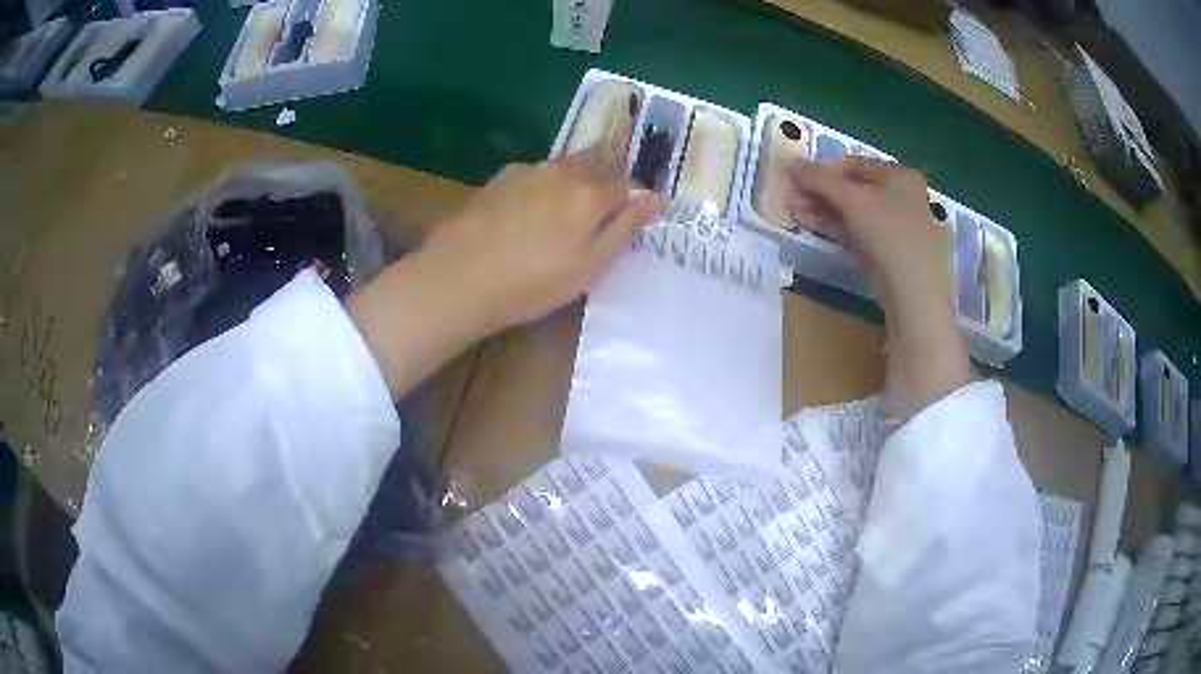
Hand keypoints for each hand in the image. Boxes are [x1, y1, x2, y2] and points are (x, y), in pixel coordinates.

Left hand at [421, 150, 665, 334]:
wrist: (460, 277)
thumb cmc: (533, 283)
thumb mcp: (590, 266)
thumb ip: (625, 228)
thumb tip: (657, 199)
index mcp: (590, 197)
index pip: (625, 186)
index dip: (634, 195)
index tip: (636, 208)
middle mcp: (563, 174)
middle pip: (596, 163)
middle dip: (609, 172)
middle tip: (608, 193)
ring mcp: (528, 172)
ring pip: (564, 165)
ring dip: (577, 174)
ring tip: (572, 197)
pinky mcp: (499, 179)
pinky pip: (535, 172)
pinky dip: (545, 181)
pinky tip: (534, 201)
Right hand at [787, 157, 968, 418]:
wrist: (915, 296)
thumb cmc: (890, 235)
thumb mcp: (853, 200)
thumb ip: (822, 180)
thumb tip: (794, 165)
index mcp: (901, 176)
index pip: (855, 165)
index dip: (824, 169)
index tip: (797, 178)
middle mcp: (902, 198)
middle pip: (854, 189)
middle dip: (820, 192)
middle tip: (790, 197)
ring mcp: (897, 227)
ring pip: (854, 213)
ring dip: (823, 210)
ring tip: (793, 211)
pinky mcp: (889, 253)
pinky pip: (859, 232)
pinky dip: (836, 227)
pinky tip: (811, 224)